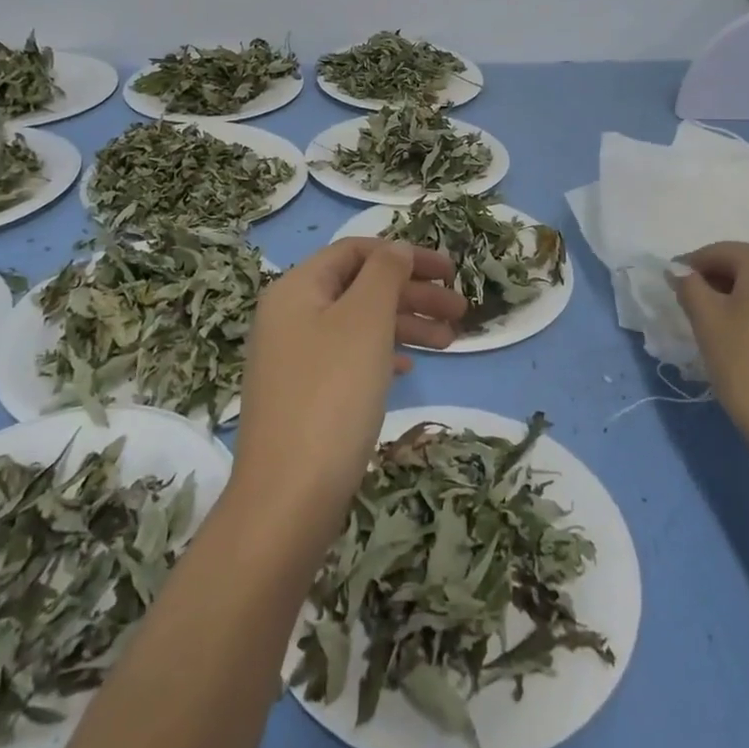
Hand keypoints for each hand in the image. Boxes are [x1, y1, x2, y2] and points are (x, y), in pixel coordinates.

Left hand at [230, 238, 465, 539]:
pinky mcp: (303, 395)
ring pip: (358, 324)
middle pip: (360, 287)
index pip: (356, 251)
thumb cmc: (332, 393)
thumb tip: (396, 249)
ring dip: (405, 325)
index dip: (406, 255)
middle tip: (460, 311)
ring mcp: (294, 358)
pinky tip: (408, 367)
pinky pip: (350, 357)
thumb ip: (385, 274)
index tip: (450, 273)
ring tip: (450, 343)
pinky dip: (382, 354)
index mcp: (296, 289)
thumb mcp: (365, 320)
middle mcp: (289, 316)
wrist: (288, 497)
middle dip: (413, 293)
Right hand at [672, 243, 748, 467]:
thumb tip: (679, 270)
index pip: (721, 253)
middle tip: (694, 306)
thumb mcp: (707, 322)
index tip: (672, 283)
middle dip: (720, 280)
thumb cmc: (748, 366)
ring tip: (724, 323)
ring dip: (746, 295)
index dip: (691, 266)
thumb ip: (689, 286)